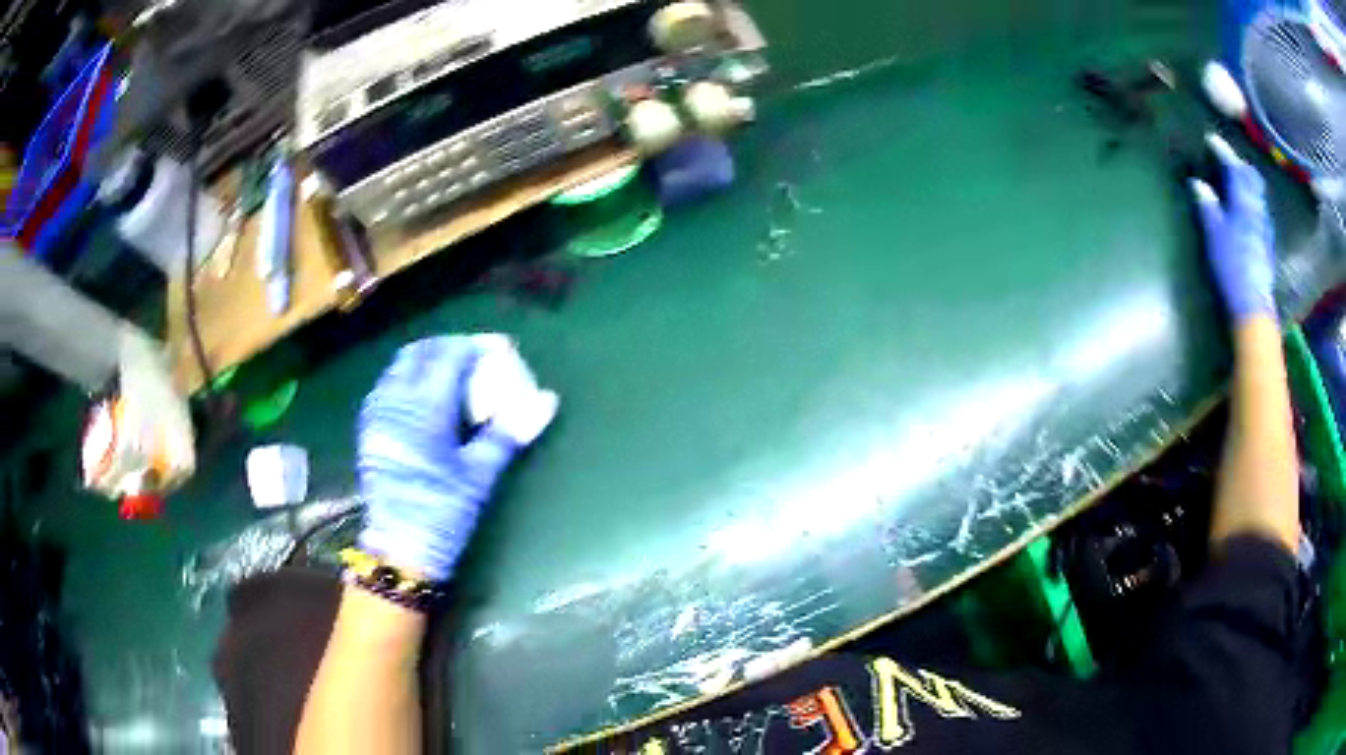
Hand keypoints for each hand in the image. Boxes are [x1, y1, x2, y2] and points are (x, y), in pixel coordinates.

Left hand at [357, 335, 557, 580]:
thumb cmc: (443, 511)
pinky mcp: (369, 429)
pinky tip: (424, 397)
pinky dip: (407, 378)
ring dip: (425, 360)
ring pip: (399, 368)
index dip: (475, 346)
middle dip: (448, 346)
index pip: (450, 356)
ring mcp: (377, 414)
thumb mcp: (480, 474)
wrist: (400, 548)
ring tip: (451, 372)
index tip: (499, 347)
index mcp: (424, 408)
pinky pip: (387, 386)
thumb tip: (547, 400)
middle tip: (474, 356)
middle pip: (419, 353)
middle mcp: (395, 401)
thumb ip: (509, 431)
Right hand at [1190, 134, 1276, 322]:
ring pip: (1258, 193)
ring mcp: (1264, 228)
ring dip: (1248, 181)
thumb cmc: (1232, 267)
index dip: (1223, 152)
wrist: (1253, 306)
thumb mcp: (1215, 235)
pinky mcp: (1266, 244)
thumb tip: (1198, 184)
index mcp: (1243, 203)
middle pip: (1252, 178)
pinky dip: (1253, 199)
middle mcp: (1257, 210)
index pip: (1234, 168)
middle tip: (1228, 157)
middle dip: (1240, 164)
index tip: (1211, 140)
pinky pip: (1261, 210)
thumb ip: (1208, 207)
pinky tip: (1248, 206)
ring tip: (1238, 178)